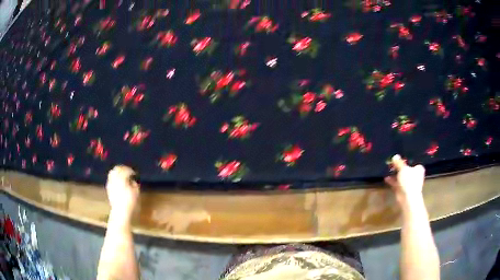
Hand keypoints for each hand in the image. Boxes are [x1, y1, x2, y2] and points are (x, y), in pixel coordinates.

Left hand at [106, 165, 139, 218]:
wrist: (120, 212)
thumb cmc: (130, 202)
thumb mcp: (136, 192)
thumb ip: (134, 184)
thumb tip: (132, 180)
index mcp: (121, 177)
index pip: (125, 170)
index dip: (130, 170)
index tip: (134, 174)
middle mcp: (114, 178)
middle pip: (117, 169)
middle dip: (122, 169)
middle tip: (128, 172)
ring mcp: (110, 183)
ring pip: (112, 173)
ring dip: (117, 173)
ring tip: (123, 177)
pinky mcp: (108, 188)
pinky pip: (110, 179)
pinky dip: (114, 179)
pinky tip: (118, 183)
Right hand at [385, 155, 424, 202]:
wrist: (408, 198)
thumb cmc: (409, 181)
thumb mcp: (403, 168)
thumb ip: (399, 162)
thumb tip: (395, 156)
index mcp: (418, 169)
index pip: (413, 162)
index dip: (407, 160)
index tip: (399, 158)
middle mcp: (415, 176)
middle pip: (406, 169)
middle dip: (400, 168)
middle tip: (392, 163)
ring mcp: (409, 183)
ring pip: (401, 177)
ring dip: (395, 174)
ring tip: (388, 170)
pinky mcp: (403, 190)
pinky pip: (397, 183)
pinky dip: (392, 181)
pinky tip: (386, 178)